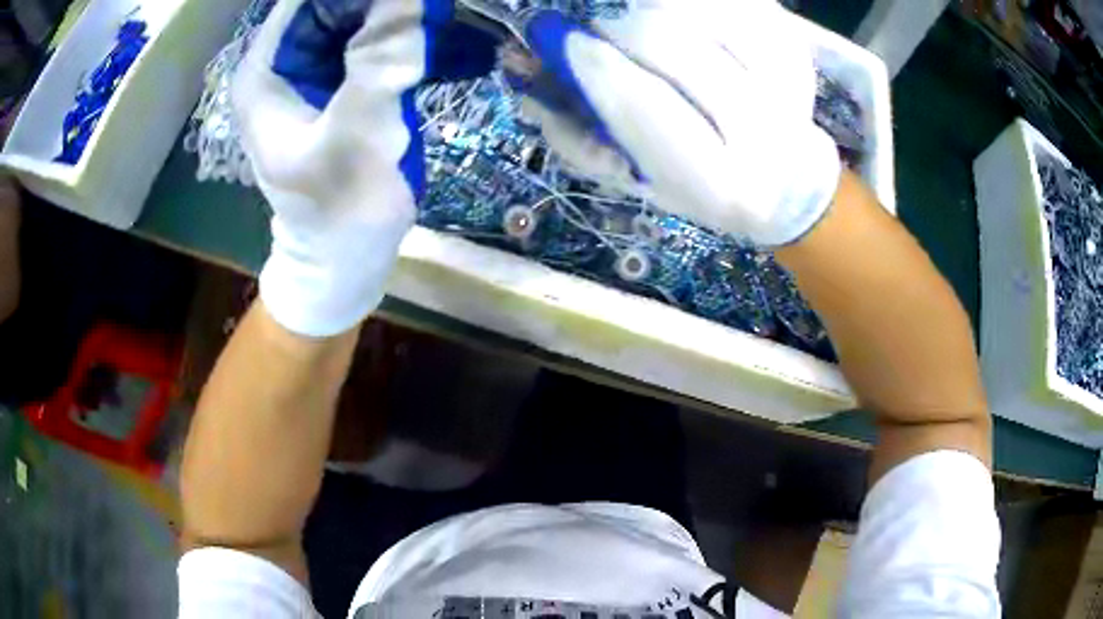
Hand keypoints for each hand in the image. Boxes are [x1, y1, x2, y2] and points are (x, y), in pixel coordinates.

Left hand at [234, 0, 494, 336]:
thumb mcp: (357, 139)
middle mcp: (285, 60)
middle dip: (390, 2)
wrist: (343, 260)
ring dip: (406, 15)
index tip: (415, 0)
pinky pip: (376, 40)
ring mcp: (313, 71)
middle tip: (439, 8)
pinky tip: (454, 42)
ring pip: (361, 14)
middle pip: (338, 2)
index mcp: (267, 70)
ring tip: (452, 19)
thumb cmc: (339, 214)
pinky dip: (412, 37)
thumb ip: (379, 63)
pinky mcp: (341, 84)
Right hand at [513, 0, 841, 246]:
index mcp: (717, 183)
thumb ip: (575, 131)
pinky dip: (692, 4)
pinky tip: (680, 16)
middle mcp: (764, 135)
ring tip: (643, 24)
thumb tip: (523, 67)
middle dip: (620, 25)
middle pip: (672, 45)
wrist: (784, 185)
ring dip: (653, 8)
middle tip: (601, 25)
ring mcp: (788, 85)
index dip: (593, 64)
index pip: (642, 106)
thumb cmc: (699, 184)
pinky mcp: (796, 51)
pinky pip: (734, 3)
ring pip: (699, 12)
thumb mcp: (636, 179)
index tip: (561, 40)